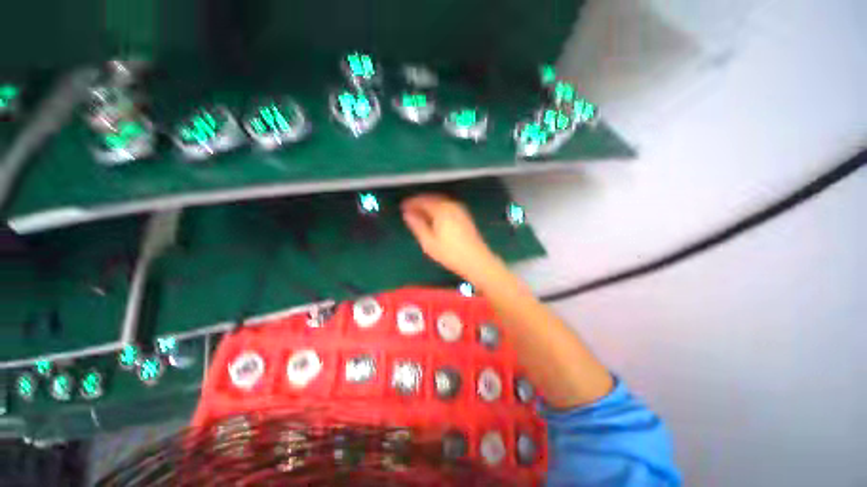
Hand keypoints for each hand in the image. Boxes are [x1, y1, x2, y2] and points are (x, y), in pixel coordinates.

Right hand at [401, 194, 498, 280]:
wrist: (476, 260)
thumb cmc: (450, 253)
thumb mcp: (429, 242)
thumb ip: (417, 225)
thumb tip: (407, 214)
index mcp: (441, 210)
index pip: (423, 200)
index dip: (411, 202)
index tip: (402, 206)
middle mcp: (451, 205)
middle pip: (432, 198)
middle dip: (419, 202)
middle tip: (409, 209)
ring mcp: (459, 209)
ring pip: (440, 201)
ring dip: (429, 204)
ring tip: (419, 213)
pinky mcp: (464, 215)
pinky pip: (447, 206)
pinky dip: (437, 208)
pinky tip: (433, 216)